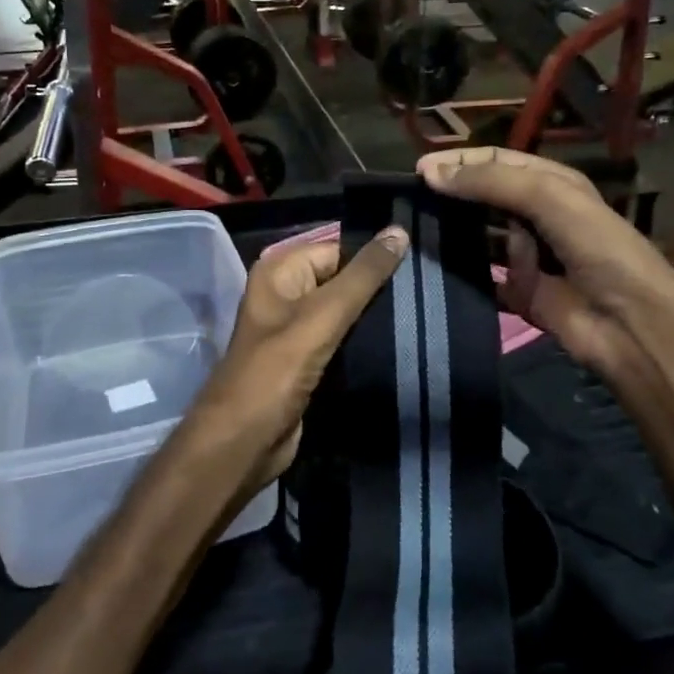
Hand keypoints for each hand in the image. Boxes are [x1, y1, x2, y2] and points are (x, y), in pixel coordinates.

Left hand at [186, 228, 409, 498]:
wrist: (245, 443)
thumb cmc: (276, 372)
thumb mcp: (322, 316)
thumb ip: (363, 276)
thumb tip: (399, 230)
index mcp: (281, 271)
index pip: (339, 248)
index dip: (376, 255)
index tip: (421, 262)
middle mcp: (287, 294)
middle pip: (344, 279)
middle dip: (381, 287)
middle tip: (429, 291)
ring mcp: (298, 330)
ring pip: (348, 313)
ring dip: (379, 317)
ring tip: (424, 315)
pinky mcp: (310, 361)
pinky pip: (346, 341)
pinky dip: (369, 342)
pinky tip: (404, 342)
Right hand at [418, 147, 673, 383]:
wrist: (630, 325)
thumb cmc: (598, 249)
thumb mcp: (550, 199)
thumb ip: (492, 183)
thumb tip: (430, 173)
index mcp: (552, 185)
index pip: (497, 163)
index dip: (459, 161)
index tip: (417, 169)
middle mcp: (539, 217)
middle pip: (486, 199)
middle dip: (452, 196)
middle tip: (409, 201)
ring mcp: (528, 258)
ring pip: (480, 238)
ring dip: (454, 234)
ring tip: (413, 231)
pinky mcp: (520, 294)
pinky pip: (483, 279)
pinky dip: (461, 275)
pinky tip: (431, 270)